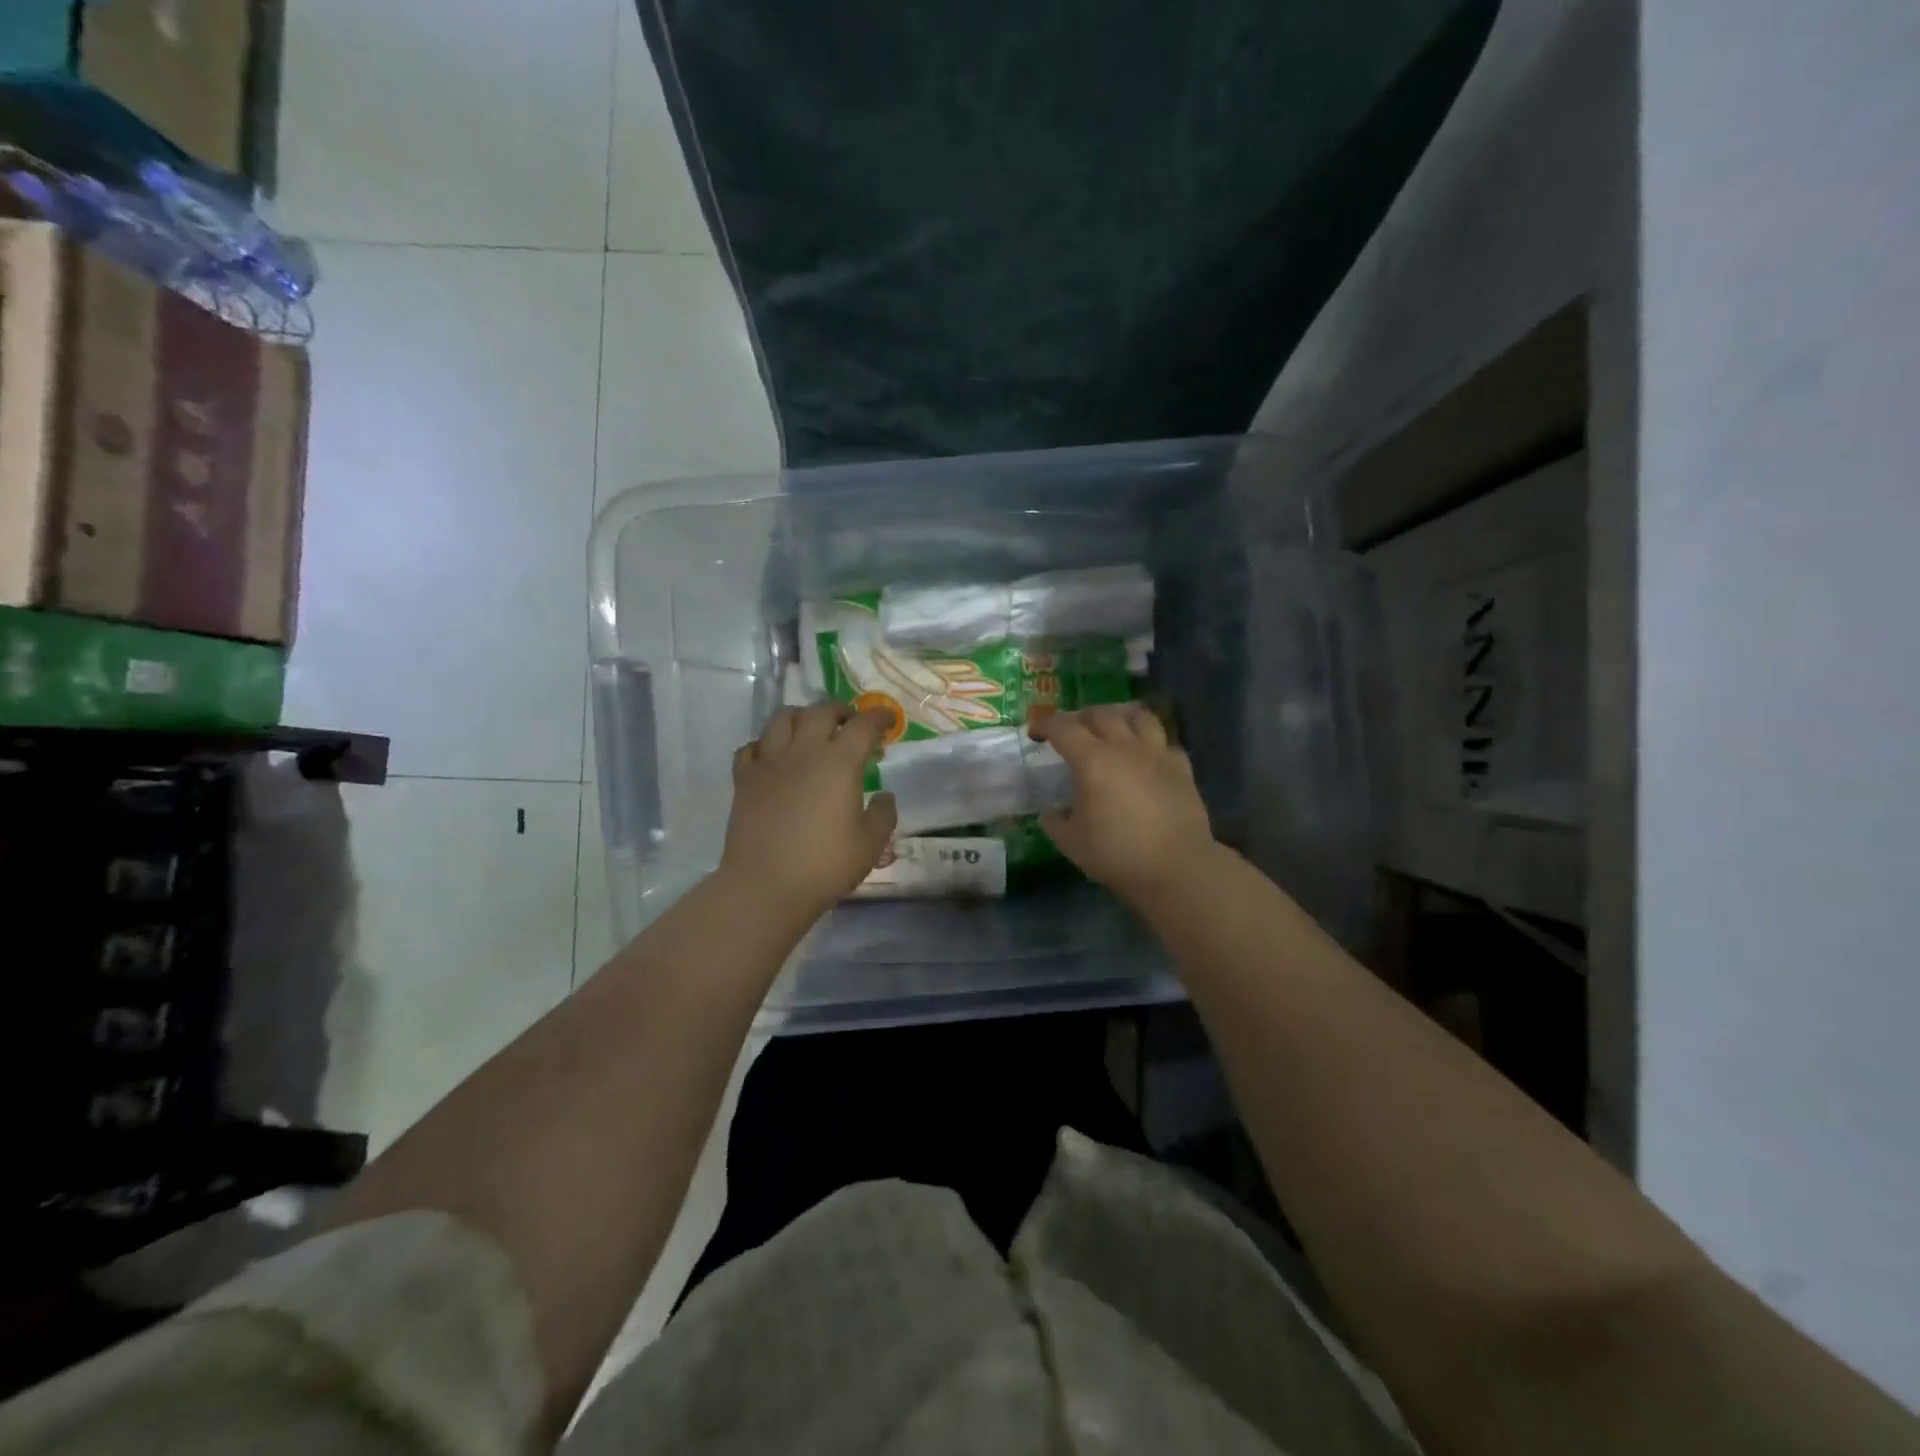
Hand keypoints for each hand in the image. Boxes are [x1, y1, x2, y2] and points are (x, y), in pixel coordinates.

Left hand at [721, 704, 896, 917]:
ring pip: (782, 718)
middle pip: (821, 711)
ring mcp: (769, 762)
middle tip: (851, 723)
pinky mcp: (744, 779)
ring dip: (802, 717)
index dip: (879, 718)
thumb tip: (885, 796)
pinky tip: (774, 757)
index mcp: (839, 763)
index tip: (888, 721)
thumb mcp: (870, 844)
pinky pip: (752, 746)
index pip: (863, 725)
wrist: (765, 886)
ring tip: (811, 730)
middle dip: (840, 711)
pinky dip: (766, 744)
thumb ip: (883, 814)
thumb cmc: (825, 865)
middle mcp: (804, 752)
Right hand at [1030, 705, 1217, 901]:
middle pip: (1101, 714)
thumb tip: (1049, 815)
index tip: (1036, 731)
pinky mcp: (1182, 768)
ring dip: (1120, 716)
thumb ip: (1056, 824)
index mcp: (1092, 761)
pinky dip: (1151, 742)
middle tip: (1072, 730)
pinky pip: (1165, 742)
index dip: (1046, 724)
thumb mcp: (1072, 843)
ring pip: (1139, 717)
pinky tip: (1147, 756)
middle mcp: (1124, 748)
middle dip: (1081, 717)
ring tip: (1112, 727)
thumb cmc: (1117, 854)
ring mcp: (1157, 754)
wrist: (1177, 867)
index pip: (1064, 728)